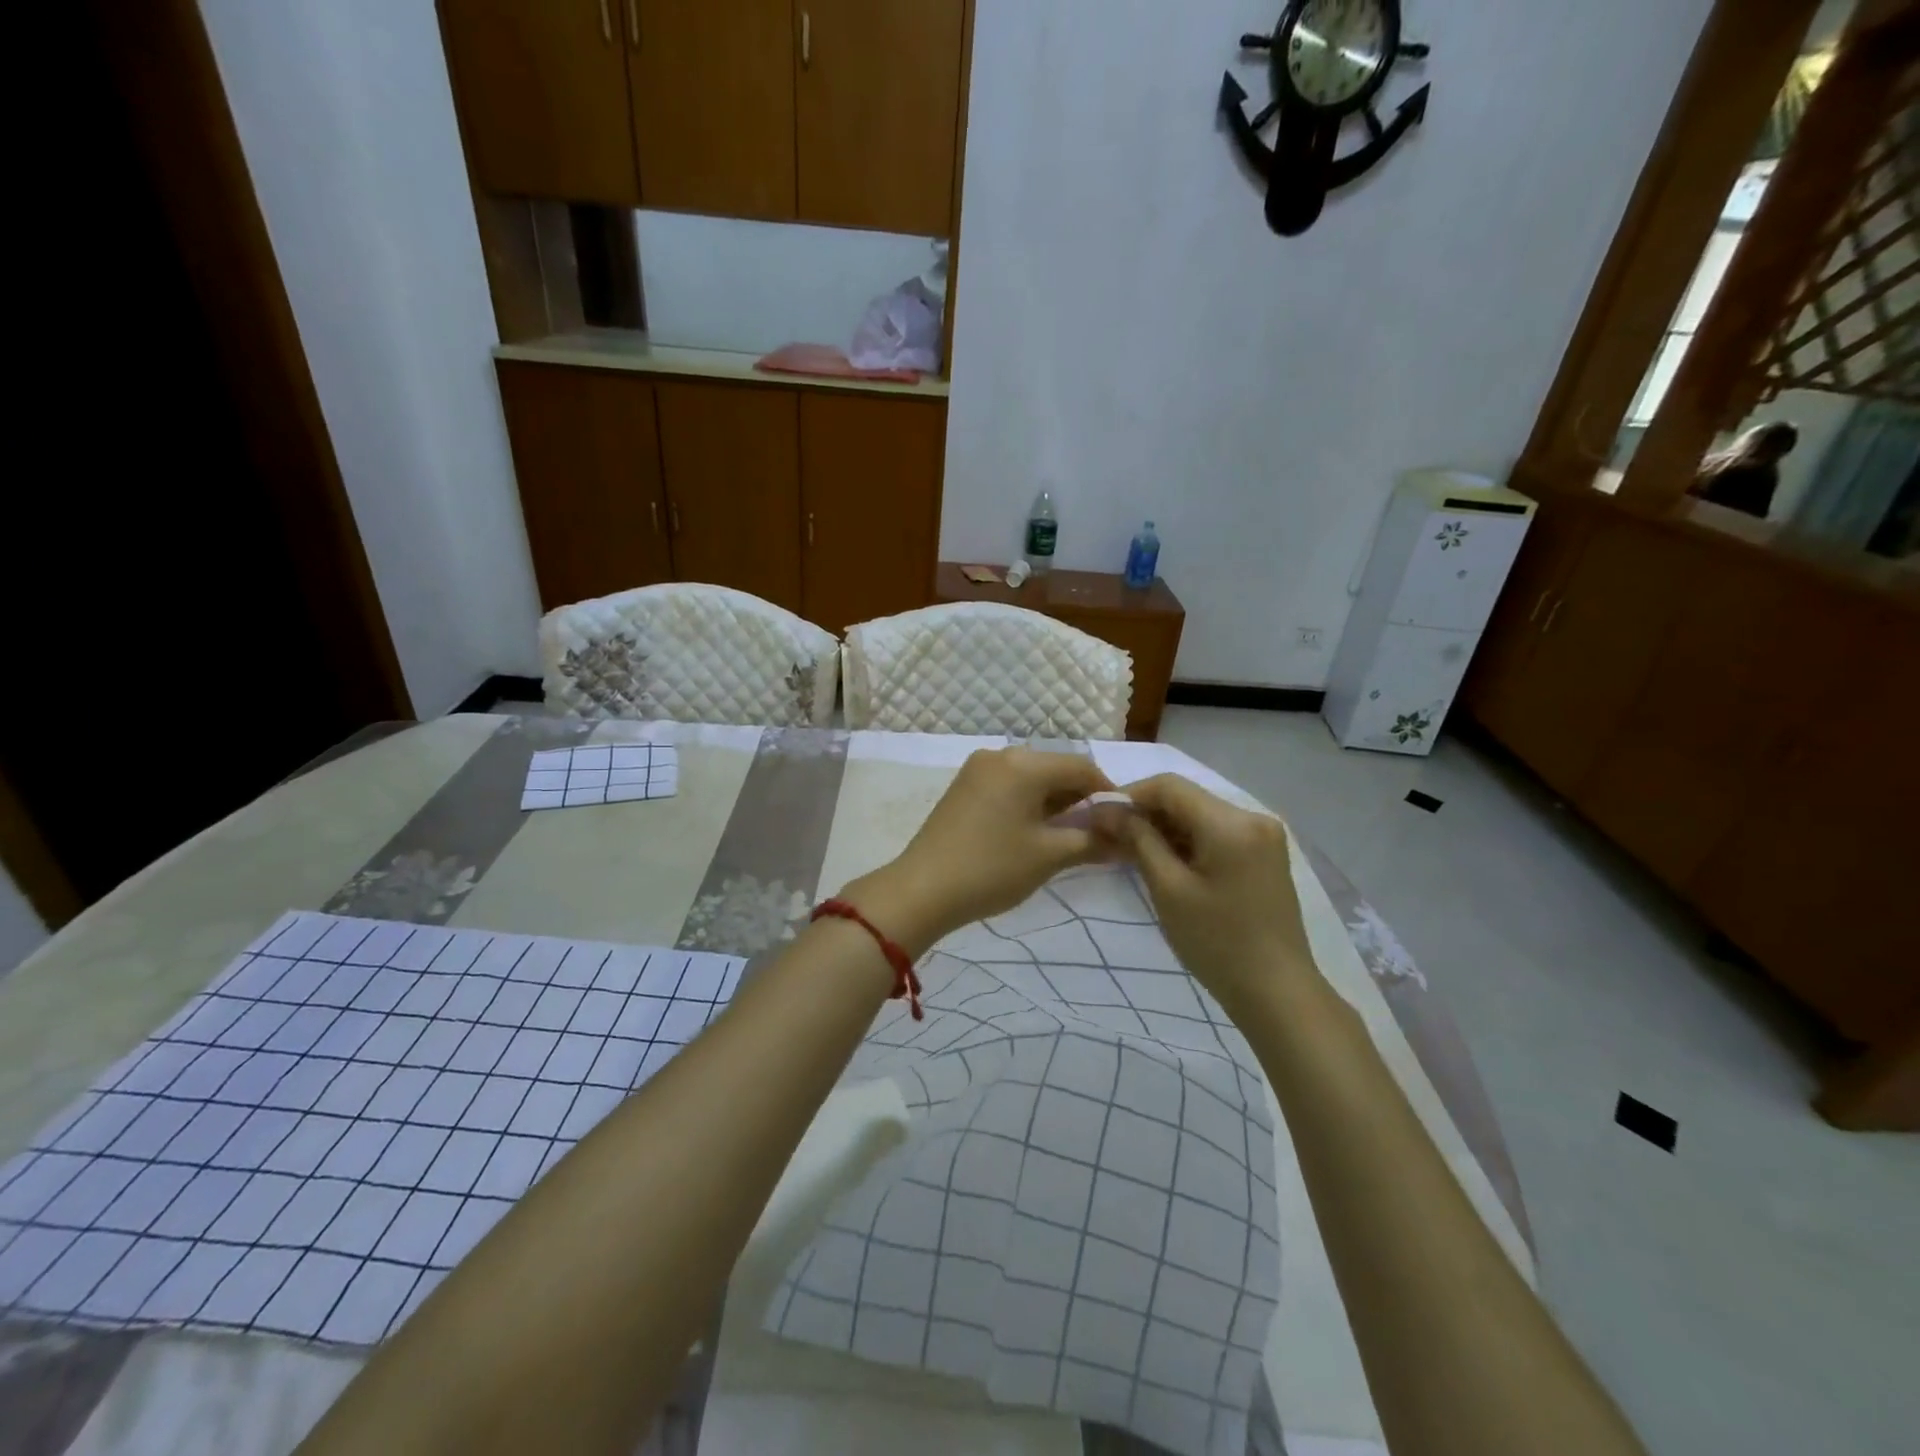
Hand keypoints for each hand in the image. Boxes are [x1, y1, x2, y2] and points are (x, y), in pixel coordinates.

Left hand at [848, 748, 1115, 955]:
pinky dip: (1029, 802)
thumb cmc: (991, 869)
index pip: (1082, 767)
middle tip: (1097, 833)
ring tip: (1068, 835)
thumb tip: (1125, 840)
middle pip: (1055, 768)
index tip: (1122, 823)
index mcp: (1024, 764)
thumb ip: (1092, 841)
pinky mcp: (964, 786)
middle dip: (1080, 798)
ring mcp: (977, 769)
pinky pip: (1009, 784)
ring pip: (1031, 777)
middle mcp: (1000, 755)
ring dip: (1054, 801)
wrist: (921, 889)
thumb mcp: (1049, 856)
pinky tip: (1034, 830)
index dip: (1107, 792)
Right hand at [1117, 774, 1316, 1016]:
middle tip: (1111, 838)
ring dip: (1166, 827)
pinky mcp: (1264, 853)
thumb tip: (1106, 809)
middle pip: (1187, 797)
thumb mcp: (1168, 888)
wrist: (1277, 992)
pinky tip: (1166, 861)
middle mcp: (1253, 816)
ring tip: (1133, 852)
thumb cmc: (1217, 942)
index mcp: (1231, 822)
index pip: (1169, 785)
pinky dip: (1188, 840)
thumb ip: (1138, 839)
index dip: (1129, 795)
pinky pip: (1217, 831)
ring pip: (1200, 814)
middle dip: (1146, 812)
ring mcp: (1263, 834)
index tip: (1100, 818)